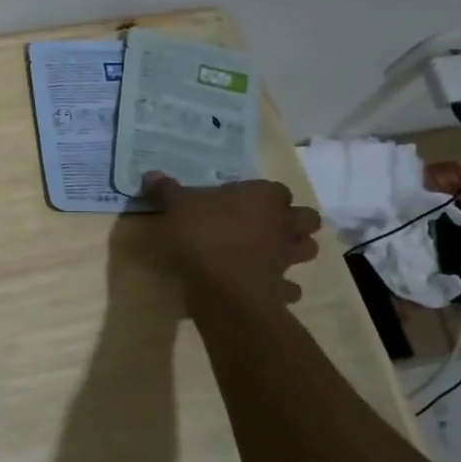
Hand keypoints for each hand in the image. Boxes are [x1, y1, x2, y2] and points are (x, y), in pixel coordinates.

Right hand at [141, 173, 321, 303]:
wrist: (222, 288)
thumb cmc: (202, 235)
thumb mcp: (176, 206)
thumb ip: (167, 189)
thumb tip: (152, 173)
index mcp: (262, 198)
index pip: (277, 189)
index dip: (264, 194)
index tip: (243, 200)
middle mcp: (283, 224)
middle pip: (307, 218)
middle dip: (293, 220)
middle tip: (267, 224)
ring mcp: (287, 257)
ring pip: (308, 249)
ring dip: (295, 249)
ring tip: (271, 252)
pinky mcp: (282, 287)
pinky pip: (290, 287)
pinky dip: (282, 287)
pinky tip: (265, 286)